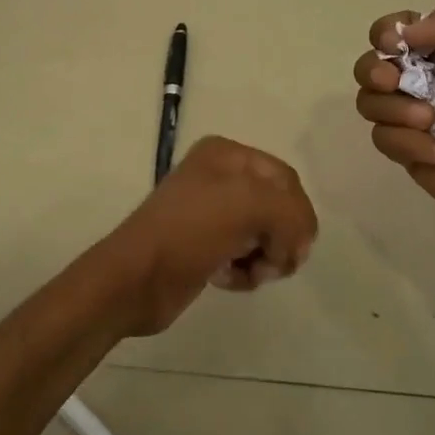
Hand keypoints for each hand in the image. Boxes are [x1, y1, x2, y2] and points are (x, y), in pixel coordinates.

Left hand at [99, 136, 318, 335]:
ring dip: (266, 259)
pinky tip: (227, 279)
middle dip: (282, 238)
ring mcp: (211, 214)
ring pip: (265, 236)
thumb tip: (300, 242)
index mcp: (227, 155)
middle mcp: (220, 178)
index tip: (295, 246)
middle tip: (273, 262)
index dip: (298, 213)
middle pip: (279, 208)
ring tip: (249, 272)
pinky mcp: (206, 248)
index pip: (287, 179)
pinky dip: (246, 271)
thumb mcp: (249, 205)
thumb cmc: (190, 231)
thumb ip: (292, 213)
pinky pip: (246, 257)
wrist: (135, 279)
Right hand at [353, 0, 434, 230]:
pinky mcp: (405, 149)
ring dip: (398, 110)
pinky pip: (382, 137)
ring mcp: (409, 115)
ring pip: (368, 101)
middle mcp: (421, 78)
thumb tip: (405, 37)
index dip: (384, 34)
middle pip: (369, 64)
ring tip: (432, 122)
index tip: (396, 47)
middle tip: (394, 82)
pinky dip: (411, 143)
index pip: (391, 30)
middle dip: (374, 71)